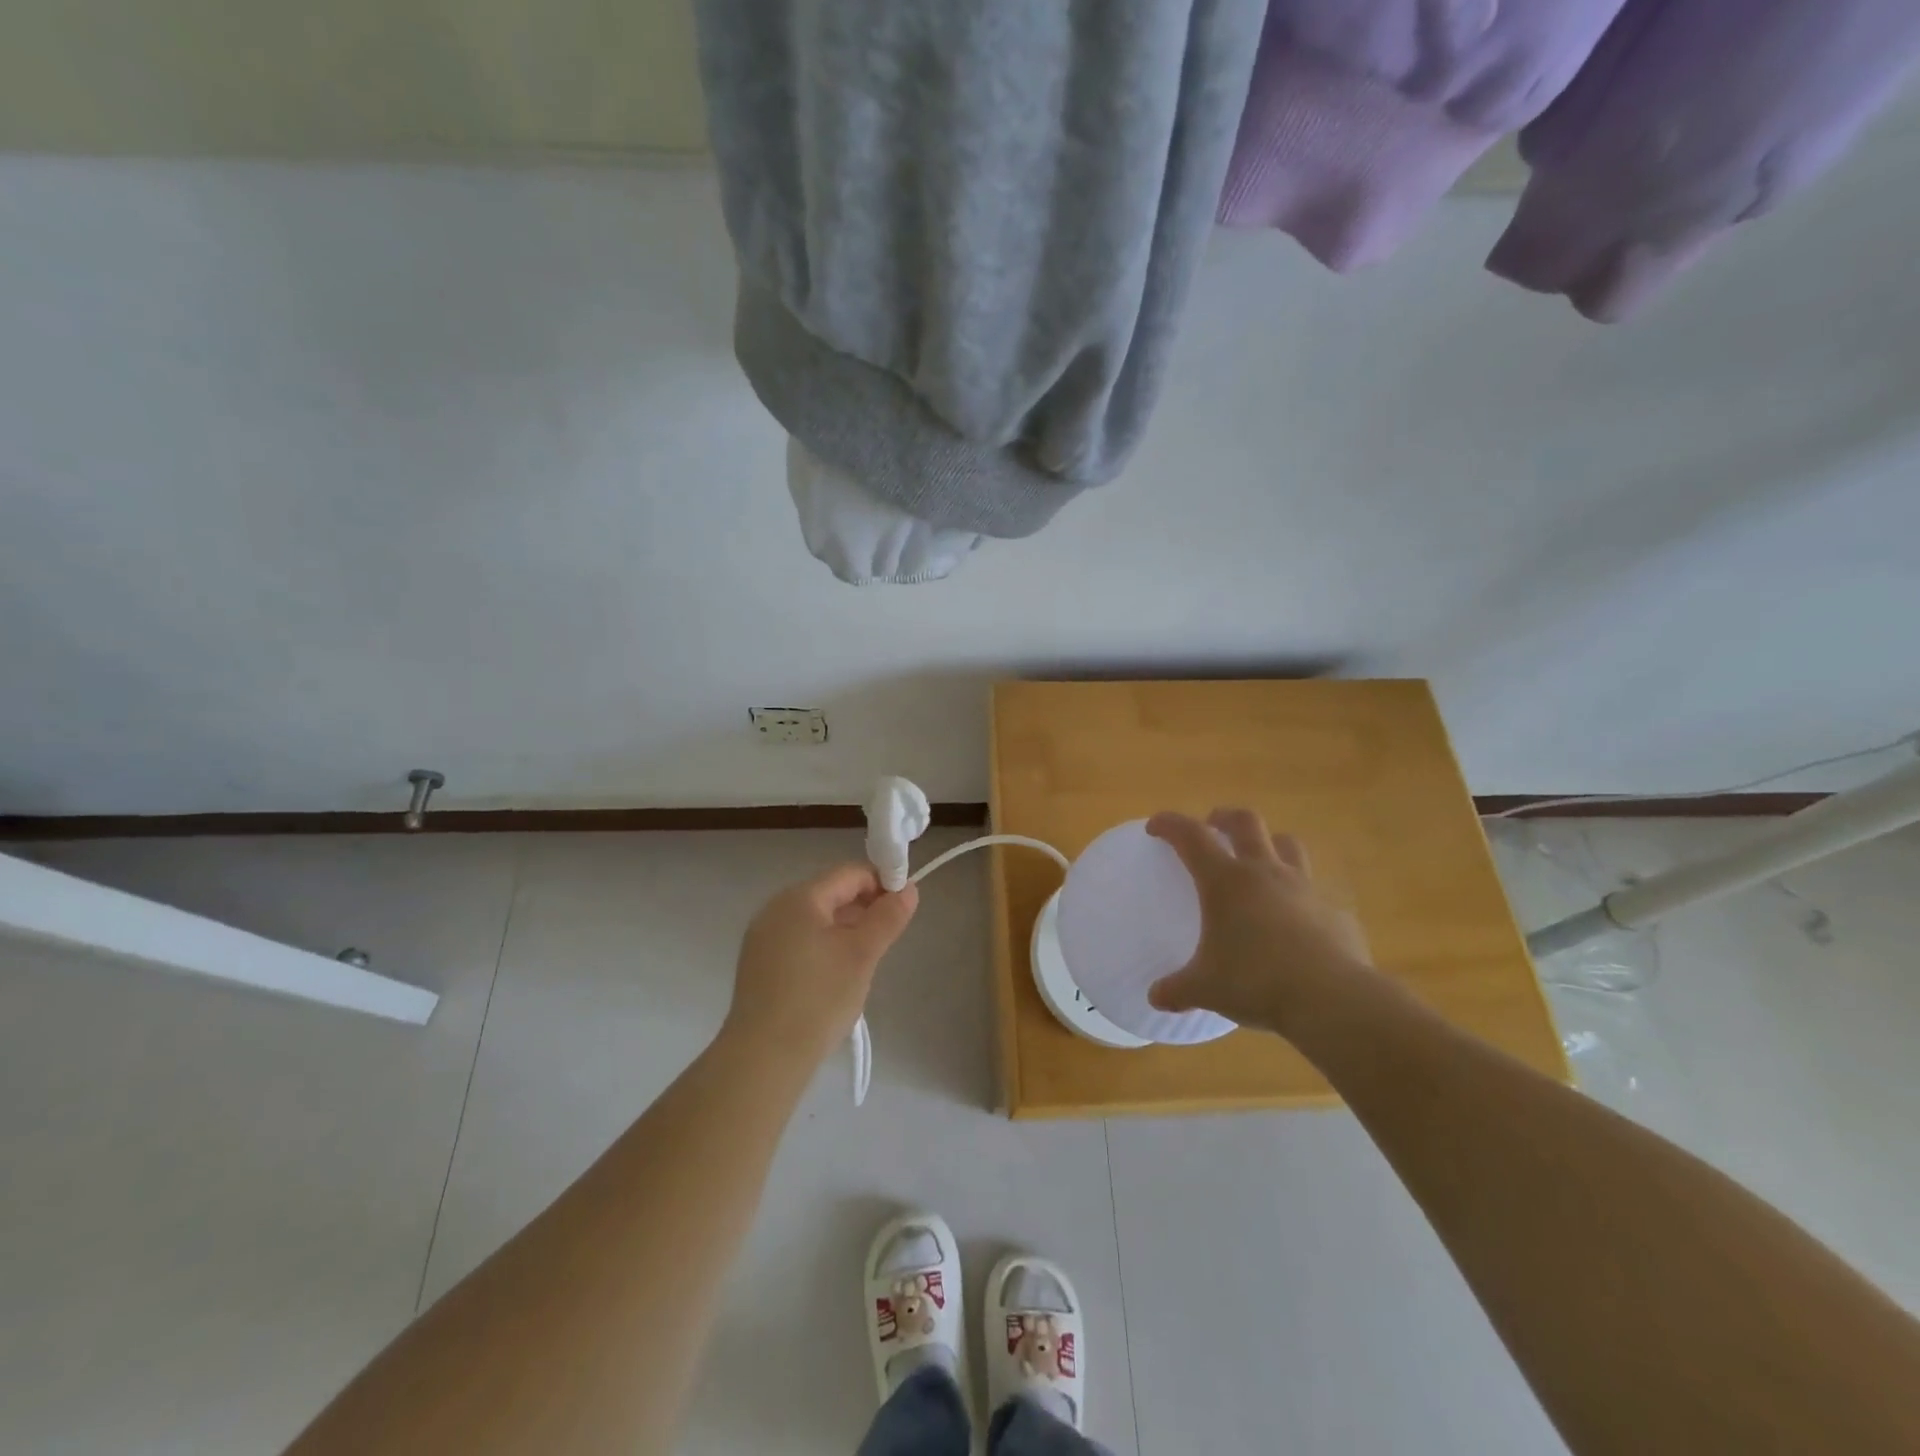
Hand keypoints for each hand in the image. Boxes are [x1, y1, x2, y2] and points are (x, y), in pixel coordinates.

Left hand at [722, 864, 918, 1069]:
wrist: (764, 1058)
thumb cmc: (818, 998)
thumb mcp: (862, 955)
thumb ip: (888, 918)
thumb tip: (909, 889)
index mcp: (799, 898)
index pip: (849, 874)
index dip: (880, 883)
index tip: (903, 907)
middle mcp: (775, 909)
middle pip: (830, 894)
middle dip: (863, 908)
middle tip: (888, 938)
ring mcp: (762, 938)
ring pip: (815, 920)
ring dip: (845, 930)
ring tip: (865, 961)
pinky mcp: (758, 965)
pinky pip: (799, 941)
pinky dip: (823, 947)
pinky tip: (835, 977)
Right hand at [1146, 808, 1372, 1035]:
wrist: (1332, 1000)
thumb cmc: (1256, 983)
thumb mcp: (1206, 989)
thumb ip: (1178, 989)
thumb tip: (1156, 998)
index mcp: (1225, 881)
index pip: (1191, 836)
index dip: (1170, 825)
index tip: (1156, 826)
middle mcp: (1265, 873)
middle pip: (1246, 822)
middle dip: (1224, 817)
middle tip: (1212, 825)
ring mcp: (1305, 888)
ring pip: (1287, 844)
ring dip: (1269, 844)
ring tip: (1259, 860)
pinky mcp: (1335, 912)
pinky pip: (1315, 891)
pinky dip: (1300, 895)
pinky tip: (1296, 920)